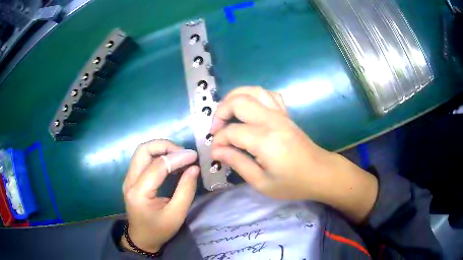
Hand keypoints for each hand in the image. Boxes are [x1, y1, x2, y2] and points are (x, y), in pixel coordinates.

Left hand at [121, 140, 198, 251]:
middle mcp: (129, 181)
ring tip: (179, 157)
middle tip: (183, 154)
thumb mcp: (176, 215)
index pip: (157, 166)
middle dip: (165, 146)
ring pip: (142, 152)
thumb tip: (194, 168)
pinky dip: (158, 156)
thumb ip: (186, 191)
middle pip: (143, 150)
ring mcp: (128, 178)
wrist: (141, 238)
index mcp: (139, 193)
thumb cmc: (159, 230)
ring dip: (161, 149)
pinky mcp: (132, 179)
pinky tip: (170, 164)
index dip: (177, 157)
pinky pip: (143, 159)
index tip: (194, 156)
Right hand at [210, 87, 377, 222]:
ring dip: (235, 97)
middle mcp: (272, 121)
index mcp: (265, 140)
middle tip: (216, 129)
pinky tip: (249, 108)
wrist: (321, 173)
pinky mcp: (286, 114)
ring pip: (253, 91)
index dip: (219, 141)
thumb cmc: (293, 183)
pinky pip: (268, 94)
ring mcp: (281, 114)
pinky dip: (254, 95)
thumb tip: (217, 151)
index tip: (216, 153)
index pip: (231, 131)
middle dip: (221, 112)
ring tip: (226, 113)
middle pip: (239, 101)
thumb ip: (237, 163)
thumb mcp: (262, 182)